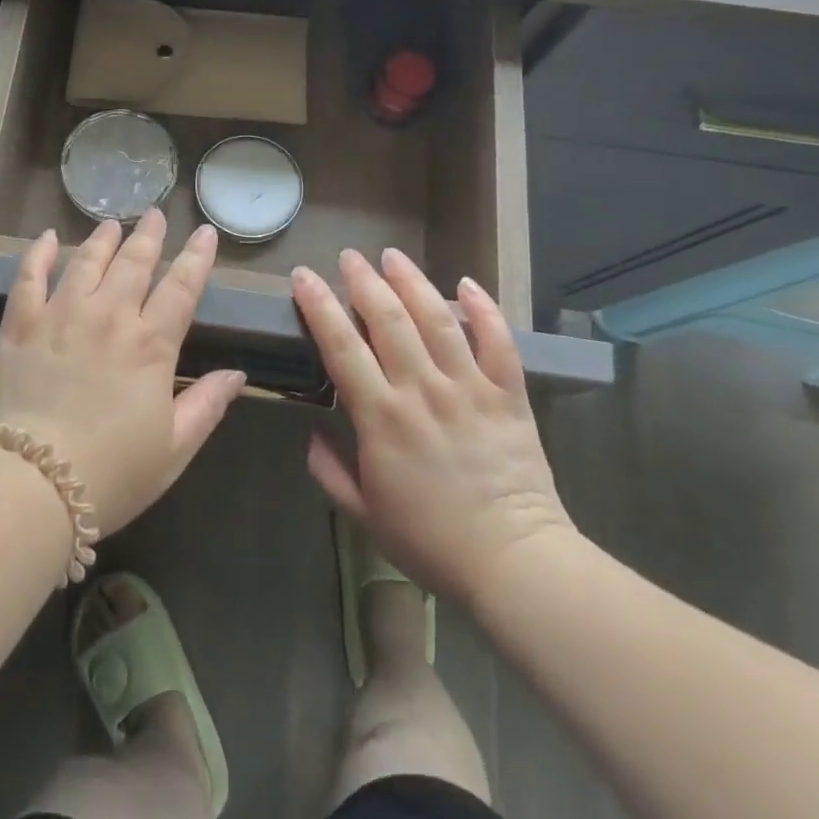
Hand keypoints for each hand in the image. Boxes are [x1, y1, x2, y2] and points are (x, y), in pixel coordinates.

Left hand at [0, 209, 245, 536]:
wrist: (30, 484)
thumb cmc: (110, 474)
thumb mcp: (173, 450)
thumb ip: (206, 405)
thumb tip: (238, 374)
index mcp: (150, 345)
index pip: (181, 288)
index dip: (197, 258)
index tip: (205, 233)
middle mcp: (108, 317)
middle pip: (134, 264)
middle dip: (149, 236)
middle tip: (156, 214)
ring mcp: (60, 315)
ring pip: (86, 261)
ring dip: (102, 238)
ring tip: (112, 223)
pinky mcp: (19, 324)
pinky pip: (29, 276)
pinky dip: (38, 253)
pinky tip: (45, 237)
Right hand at [293, 248, 573, 611]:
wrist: (514, 562)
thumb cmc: (431, 541)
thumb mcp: (364, 515)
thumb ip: (330, 471)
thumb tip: (311, 433)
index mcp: (381, 418)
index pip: (342, 347)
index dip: (319, 306)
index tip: (303, 278)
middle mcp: (422, 391)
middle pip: (388, 321)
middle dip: (364, 282)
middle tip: (348, 257)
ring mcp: (469, 388)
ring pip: (437, 320)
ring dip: (412, 282)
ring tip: (393, 255)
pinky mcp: (508, 395)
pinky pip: (498, 342)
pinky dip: (484, 309)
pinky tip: (466, 283)